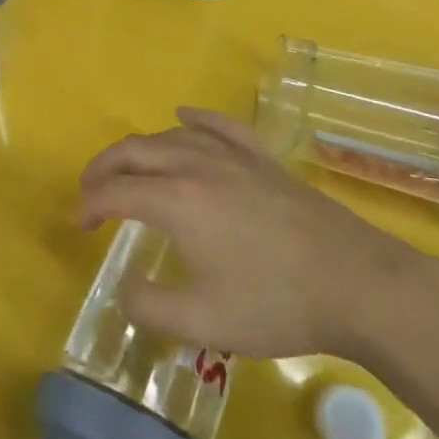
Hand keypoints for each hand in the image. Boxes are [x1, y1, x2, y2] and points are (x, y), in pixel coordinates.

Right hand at [79, 107, 438, 365]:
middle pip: (135, 151)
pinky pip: (222, 126)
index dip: (90, 204)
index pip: (116, 191)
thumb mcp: (203, 321)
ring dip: (140, 149)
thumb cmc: (277, 303)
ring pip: (172, 137)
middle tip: (90, 191)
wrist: (359, 286)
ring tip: (128, 167)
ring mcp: (234, 158)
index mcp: (176, 200)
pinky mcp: (264, 161)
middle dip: (104, 168)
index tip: (79, 224)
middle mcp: (197, 165)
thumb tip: (126, 290)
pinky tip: (184, 117)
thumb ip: (150, 307)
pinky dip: (197, 120)